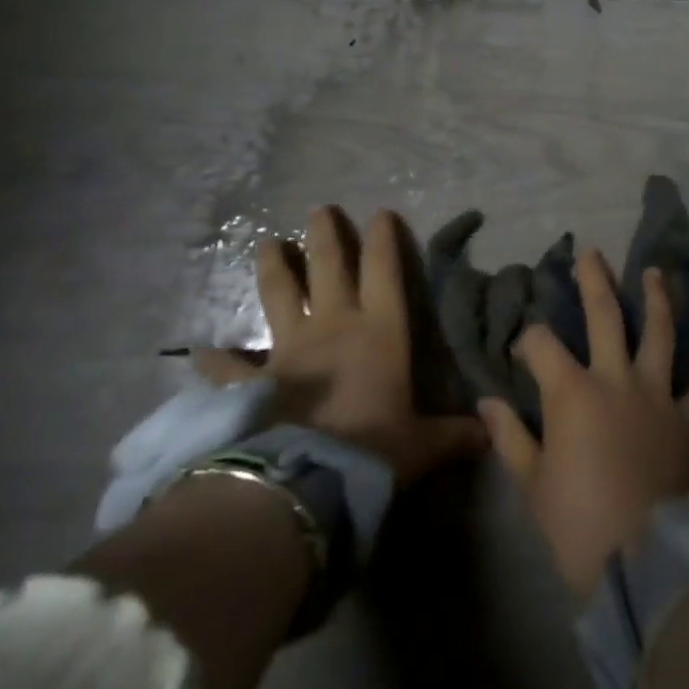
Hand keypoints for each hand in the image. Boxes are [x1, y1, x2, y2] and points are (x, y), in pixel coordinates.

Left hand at [195, 206, 484, 485]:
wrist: (306, 479)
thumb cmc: (374, 450)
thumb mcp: (422, 444)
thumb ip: (452, 435)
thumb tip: (489, 434)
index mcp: (379, 330)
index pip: (384, 270)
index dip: (384, 239)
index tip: (381, 212)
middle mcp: (334, 325)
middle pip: (329, 266)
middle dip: (326, 235)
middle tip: (320, 209)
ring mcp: (289, 348)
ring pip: (280, 293)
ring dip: (274, 267)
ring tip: (266, 242)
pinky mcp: (253, 380)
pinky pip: (229, 366)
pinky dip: (215, 359)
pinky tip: (199, 351)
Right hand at [480, 248, 688, 598]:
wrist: (640, 560)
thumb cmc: (576, 522)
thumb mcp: (531, 481)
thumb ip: (509, 435)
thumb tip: (486, 402)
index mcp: (573, 390)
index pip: (542, 344)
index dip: (528, 340)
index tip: (522, 350)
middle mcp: (616, 378)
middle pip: (605, 315)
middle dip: (595, 281)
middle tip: (592, 254)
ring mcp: (658, 395)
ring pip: (660, 333)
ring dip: (657, 299)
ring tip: (655, 274)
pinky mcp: (688, 421)